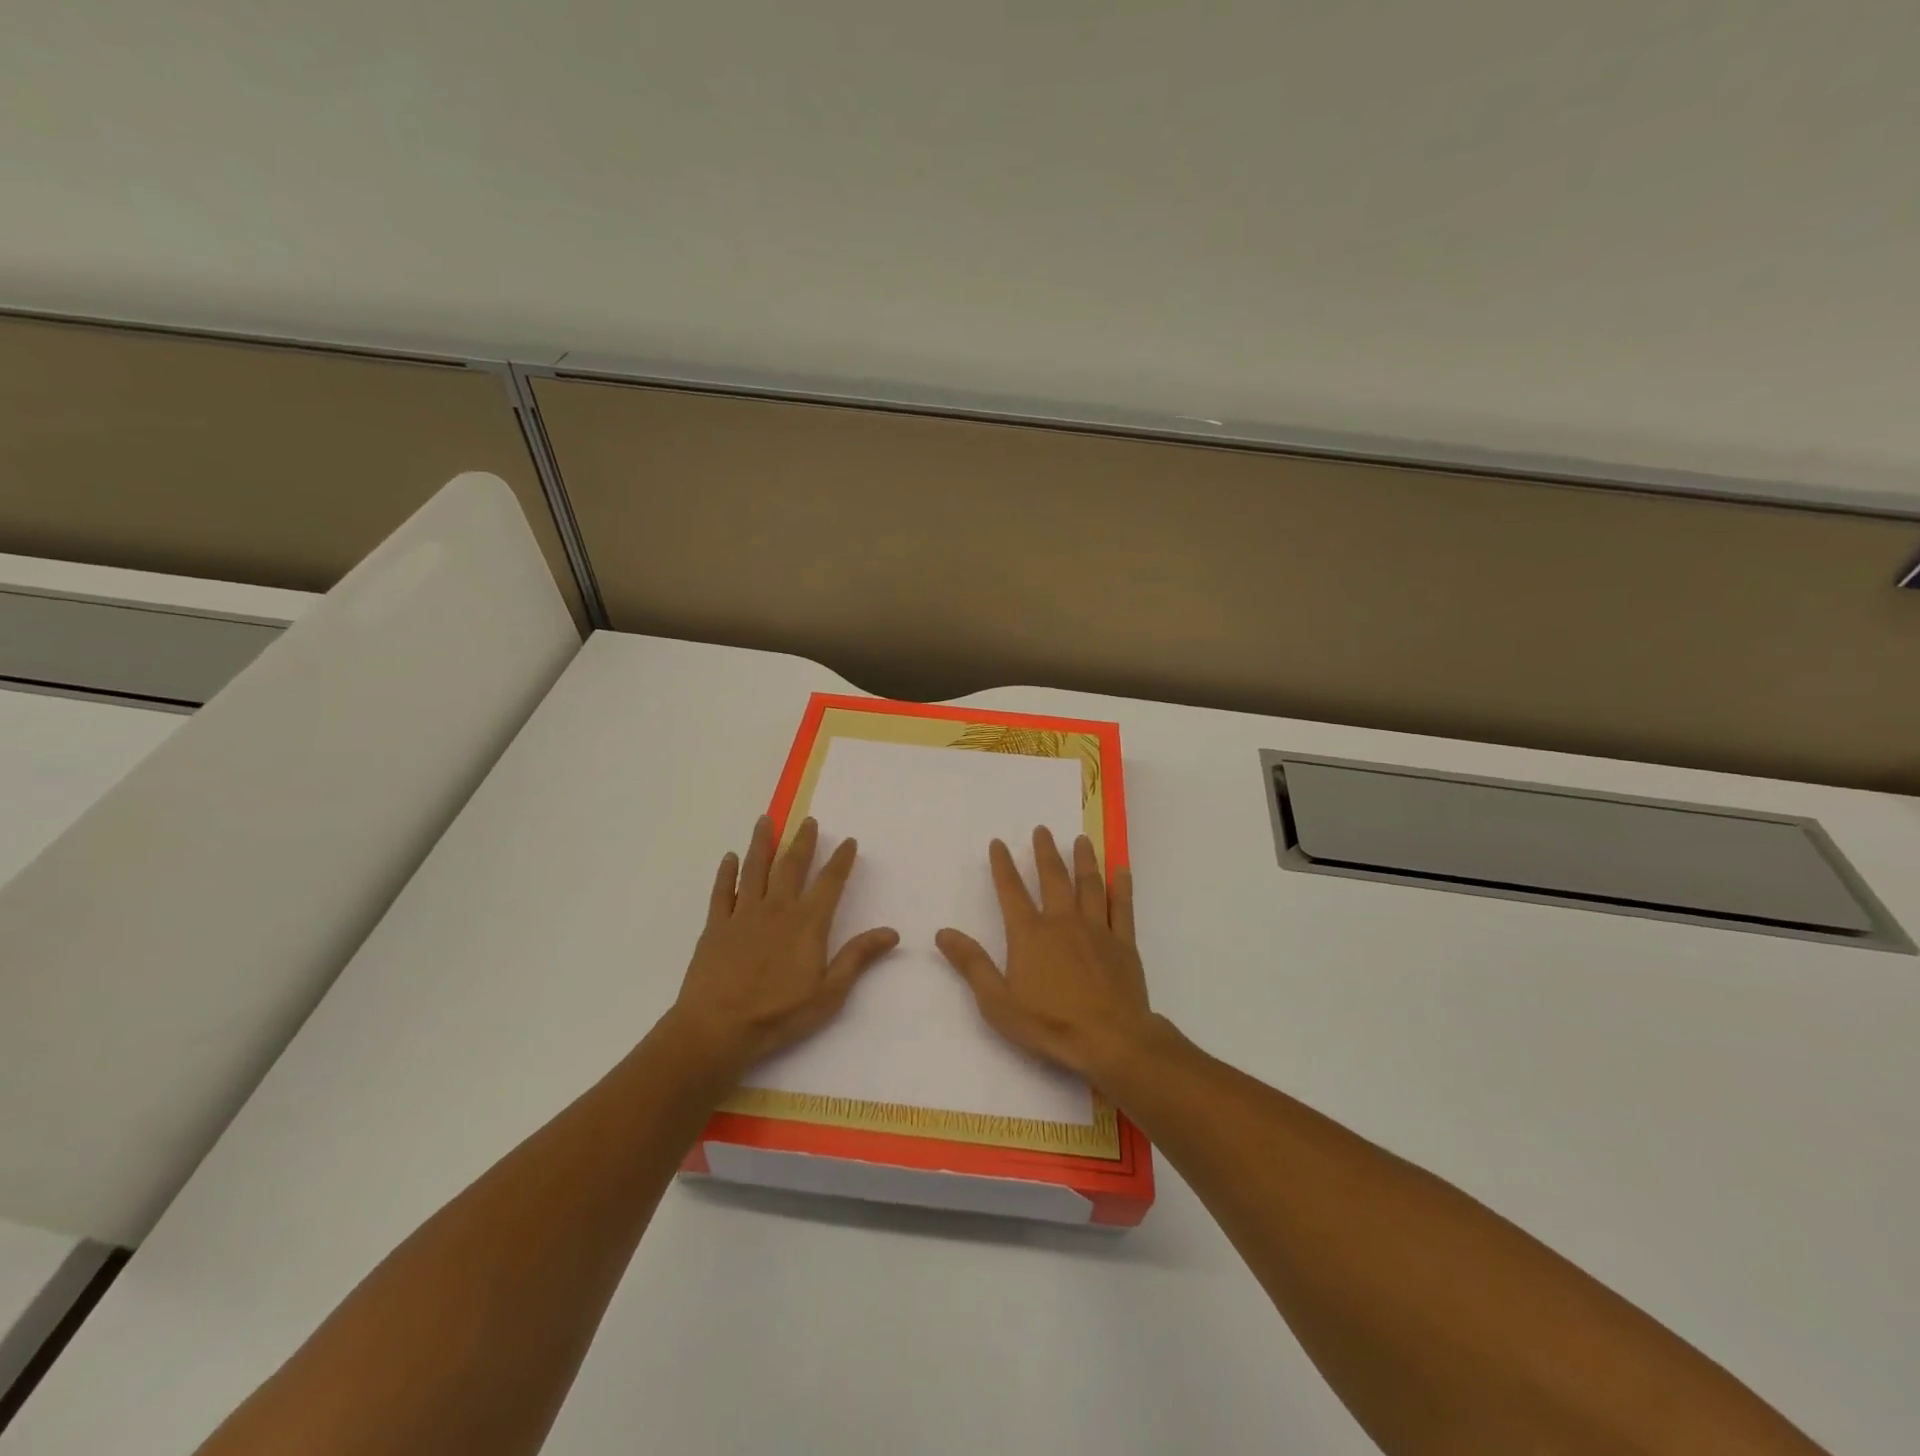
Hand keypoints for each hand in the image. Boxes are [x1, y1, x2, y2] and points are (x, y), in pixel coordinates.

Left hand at [670, 815, 898, 1077]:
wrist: (717, 1028)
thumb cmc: (778, 1015)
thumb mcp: (829, 993)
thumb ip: (858, 958)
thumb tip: (891, 932)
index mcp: (807, 923)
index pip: (830, 883)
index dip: (841, 860)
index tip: (848, 841)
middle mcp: (777, 909)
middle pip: (792, 866)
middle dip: (803, 841)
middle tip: (808, 820)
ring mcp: (743, 914)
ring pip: (755, 869)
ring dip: (762, 843)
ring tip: (766, 820)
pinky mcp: (716, 926)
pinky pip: (723, 891)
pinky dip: (727, 872)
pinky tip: (730, 858)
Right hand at [936, 827, 1155, 1085]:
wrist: (1110, 1039)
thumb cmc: (1049, 1023)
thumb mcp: (997, 1001)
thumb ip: (971, 964)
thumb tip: (943, 932)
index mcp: (1030, 934)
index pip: (1011, 891)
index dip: (1002, 866)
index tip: (998, 843)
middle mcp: (1062, 921)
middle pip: (1053, 878)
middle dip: (1045, 852)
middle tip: (1042, 830)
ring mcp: (1096, 929)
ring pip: (1089, 885)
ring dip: (1084, 860)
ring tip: (1081, 840)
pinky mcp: (1123, 943)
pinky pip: (1122, 907)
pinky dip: (1123, 887)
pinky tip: (1122, 870)